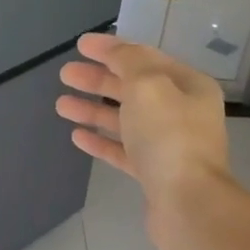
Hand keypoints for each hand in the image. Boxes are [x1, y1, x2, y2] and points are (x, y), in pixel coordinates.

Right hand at [57, 32, 232, 249]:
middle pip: (133, 89)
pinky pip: (123, 150)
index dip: (111, 49)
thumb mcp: (148, 85)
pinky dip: (101, 140)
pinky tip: (77, 136)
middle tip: (65, 74)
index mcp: (188, 86)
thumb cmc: (169, 137)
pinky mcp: (153, 174)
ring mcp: (167, 145)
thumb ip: (129, 62)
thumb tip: (116, 51)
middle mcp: (181, 112)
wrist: (188, 204)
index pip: (145, 58)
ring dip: (93, 110)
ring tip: (61, 105)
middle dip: (98, 79)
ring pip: (125, 120)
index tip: (80, 45)